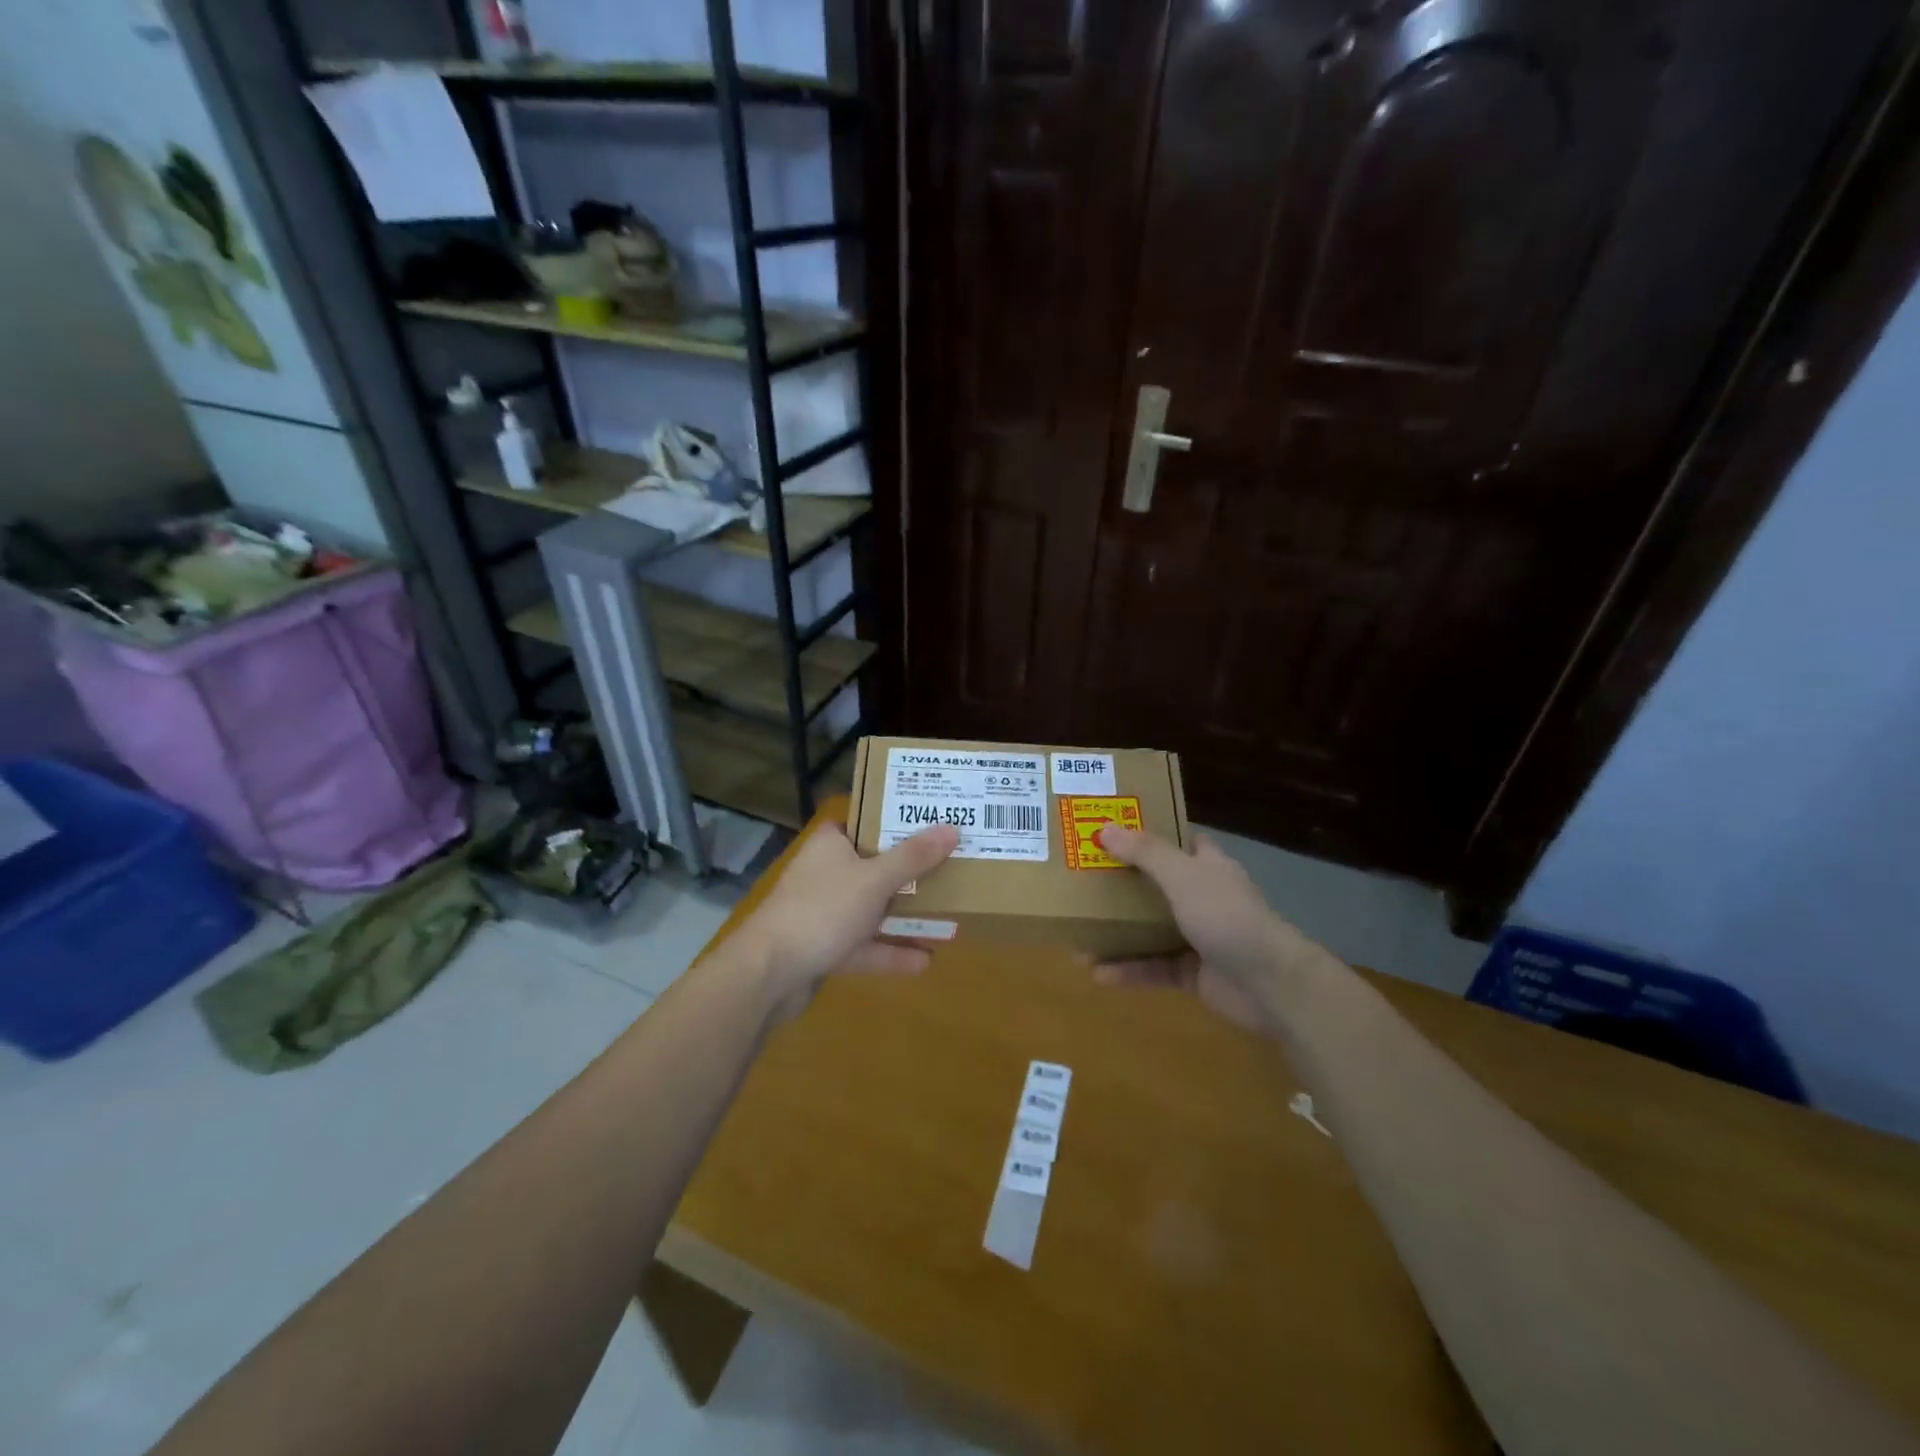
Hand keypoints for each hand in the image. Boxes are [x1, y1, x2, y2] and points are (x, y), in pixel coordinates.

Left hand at [730, 820, 958, 1016]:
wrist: (768, 974)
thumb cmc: (822, 910)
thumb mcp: (874, 879)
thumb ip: (913, 857)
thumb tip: (952, 828)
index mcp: (832, 844)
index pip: (868, 822)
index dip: (899, 821)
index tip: (935, 823)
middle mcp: (827, 873)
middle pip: (876, 866)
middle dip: (912, 872)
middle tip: (952, 867)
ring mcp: (825, 912)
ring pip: (873, 908)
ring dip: (905, 915)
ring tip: (948, 917)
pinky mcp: (826, 947)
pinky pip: (866, 945)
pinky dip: (891, 952)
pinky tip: (925, 961)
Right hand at [1091, 827, 1323, 1032]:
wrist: (1270, 984)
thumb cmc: (1227, 916)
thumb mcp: (1183, 876)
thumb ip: (1145, 853)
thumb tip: (1104, 828)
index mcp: (1207, 866)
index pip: (1179, 840)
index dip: (1149, 832)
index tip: (1112, 830)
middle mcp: (1202, 897)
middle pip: (1157, 884)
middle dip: (1122, 884)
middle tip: (1081, 880)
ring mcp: (1198, 936)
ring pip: (1150, 929)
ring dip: (1118, 932)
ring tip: (1078, 934)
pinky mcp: (1192, 973)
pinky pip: (1153, 967)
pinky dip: (1128, 970)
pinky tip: (1097, 973)